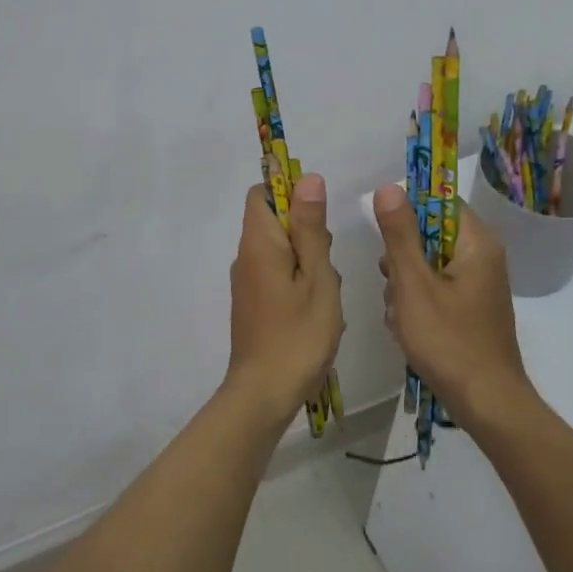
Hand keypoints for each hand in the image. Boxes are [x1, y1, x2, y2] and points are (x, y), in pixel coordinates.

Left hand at [226, 174, 344, 417]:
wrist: (264, 393)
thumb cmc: (298, 334)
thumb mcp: (317, 277)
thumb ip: (311, 227)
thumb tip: (307, 178)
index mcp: (258, 243)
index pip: (261, 193)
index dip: (289, 192)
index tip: (318, 217)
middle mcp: (245, 257)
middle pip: (274, 221)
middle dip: (307, 232)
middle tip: (327, 263)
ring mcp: (247, 282)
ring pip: (281, 251)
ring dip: (308, 261)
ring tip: (325, 293)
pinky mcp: (252, 303)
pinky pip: (277, 275)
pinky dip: (299, 282)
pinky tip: (317, 310)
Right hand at [373, 183, 533, 423]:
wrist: (486, 402)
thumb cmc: (448, 340)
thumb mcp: (413, 284)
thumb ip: (399, 235)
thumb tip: (389, 187)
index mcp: (477, 242)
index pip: (440, 201)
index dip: (407, 210)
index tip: (383, 232)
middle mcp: (483, 257)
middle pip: (430, 234)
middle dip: (402, 258)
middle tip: (393, 285)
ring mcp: (477, 285)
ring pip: (427, 264)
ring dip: (404, 284)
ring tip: (399, 314)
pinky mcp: (470, 308)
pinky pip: (434, 289)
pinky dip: (416, 303)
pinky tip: (406, 328)